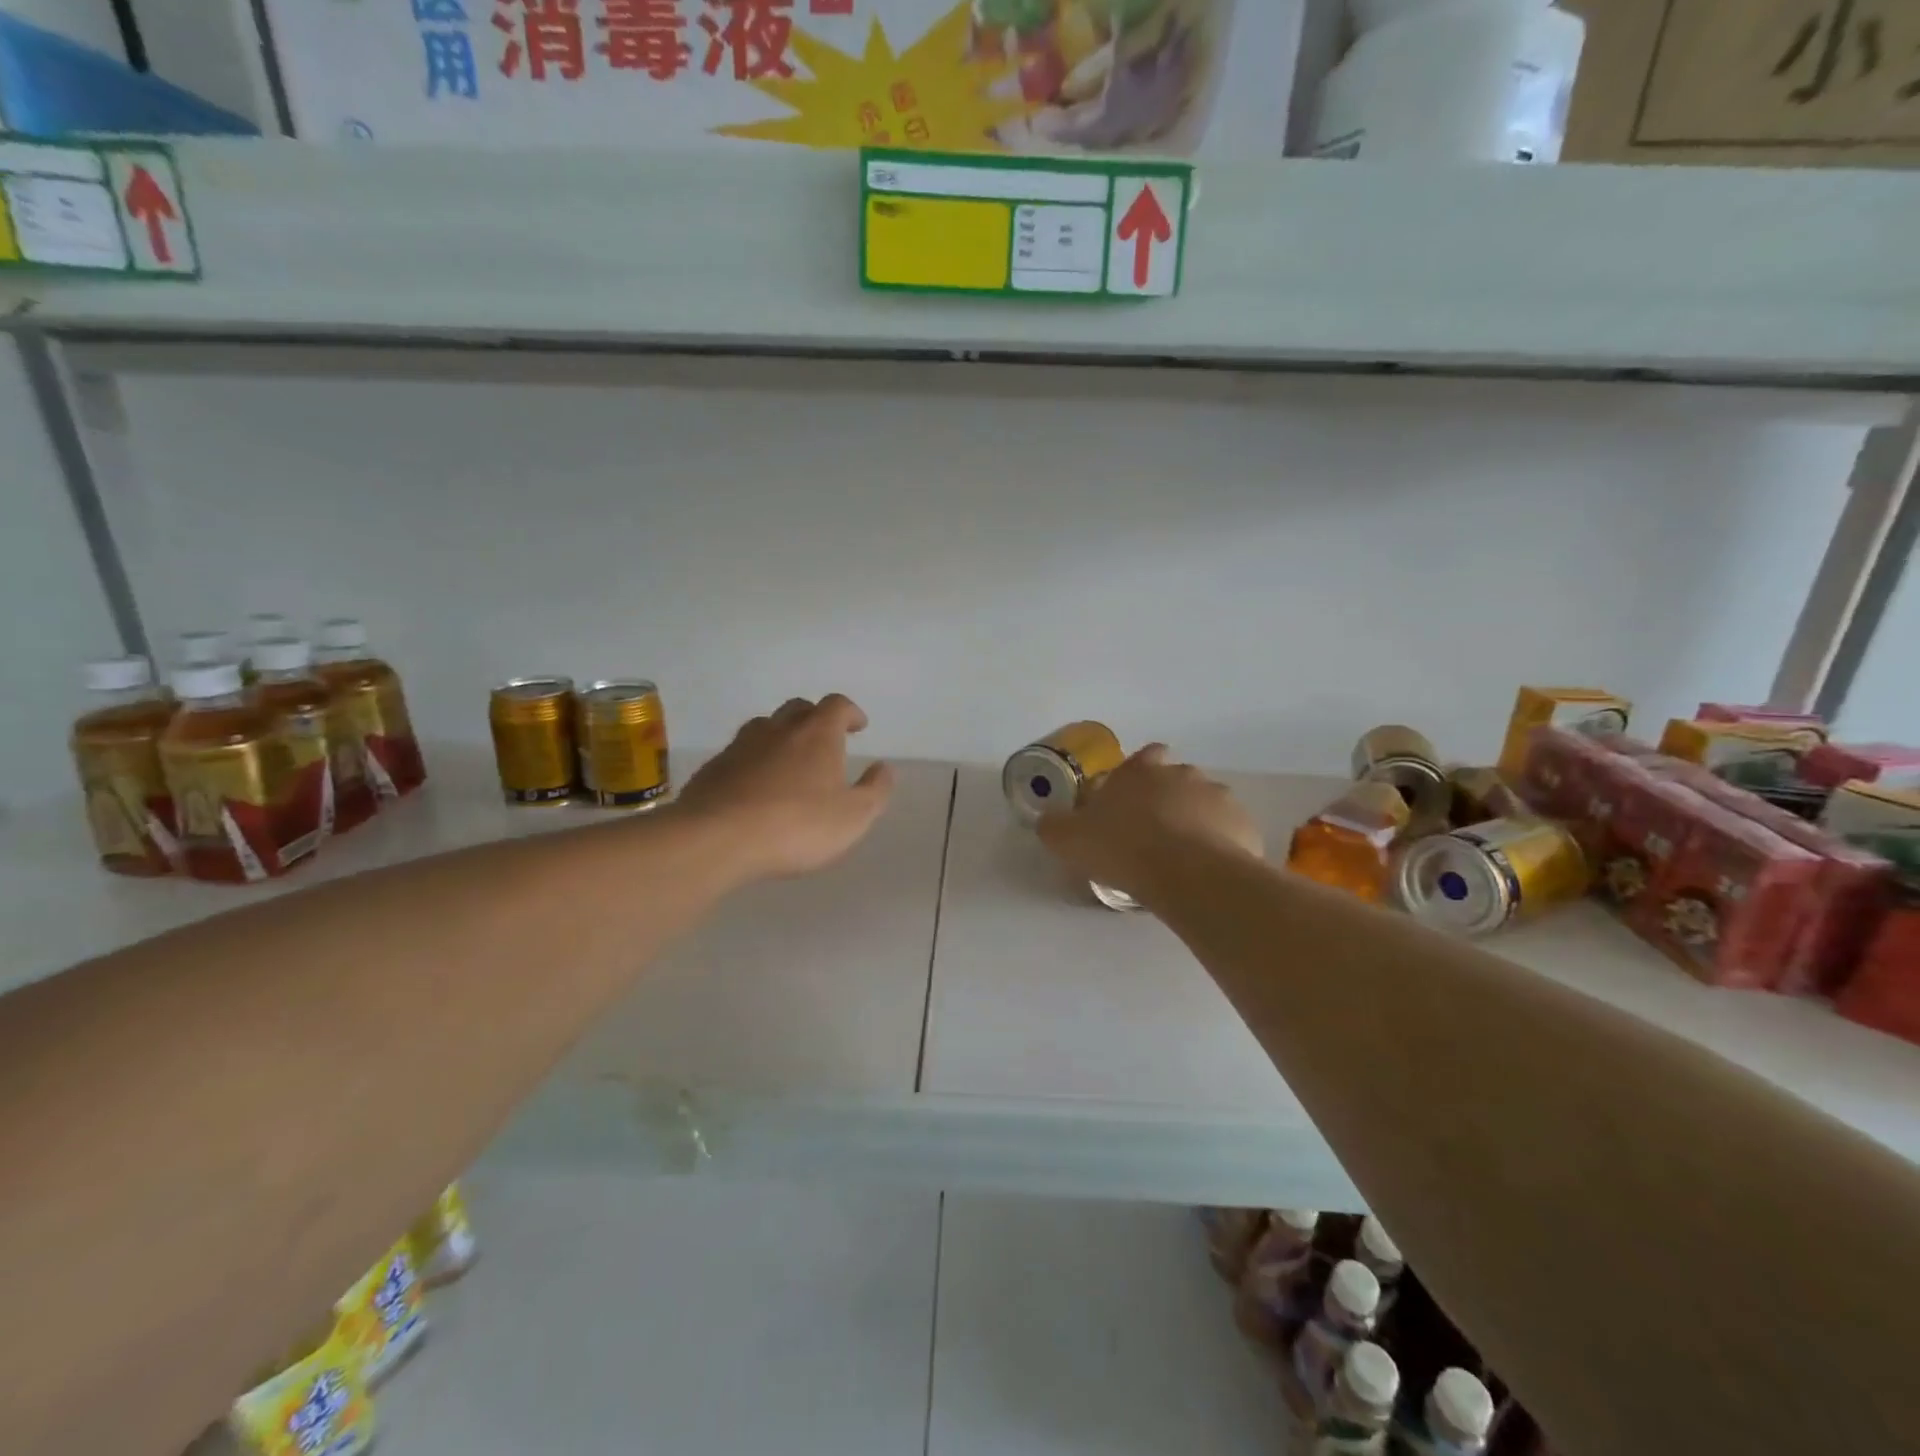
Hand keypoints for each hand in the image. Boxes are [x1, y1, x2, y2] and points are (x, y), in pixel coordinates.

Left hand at [676, 694, 895, 883]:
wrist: (717, 839)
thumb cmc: (797, 825)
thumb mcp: (853, 816)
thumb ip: (875, 790)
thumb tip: (883, 768)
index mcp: (817, 734)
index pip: (837, 705)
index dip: (850, 713)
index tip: (858, 726)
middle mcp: (778, 729)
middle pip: (799, 708)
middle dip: (815, 719)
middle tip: (825, 740)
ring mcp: (741, 746)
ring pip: (765, 727)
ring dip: (781, 736)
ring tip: (789, 760)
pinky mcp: (713, 768)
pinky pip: (740, 754)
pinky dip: (753, 761)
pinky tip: (755, 787)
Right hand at [1037, 745, 1262, 902]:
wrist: (1189, 875)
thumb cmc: (1123, 847)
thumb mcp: (1069, 839)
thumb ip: (1056, 826)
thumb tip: (1049, 821)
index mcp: (1140, 770)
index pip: (1144, 757)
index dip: (1137, 775)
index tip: (1129, 800)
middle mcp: (1182, 774)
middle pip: (1176, 779)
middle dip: (1167, 800)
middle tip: (1151, 834)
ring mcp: (1219, 798)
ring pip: (1205, 805)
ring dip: (1194, 822)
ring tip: (1180, 859)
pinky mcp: (1244, 826)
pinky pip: (1228, 833)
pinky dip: (1218, 847)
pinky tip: (1204, 873)